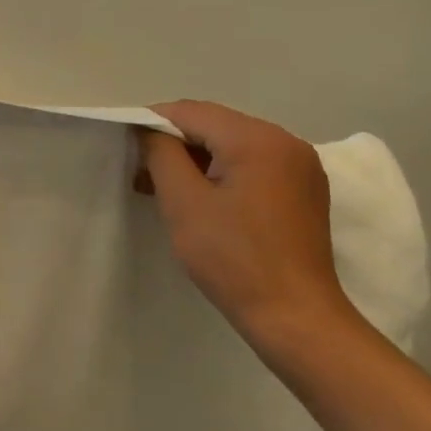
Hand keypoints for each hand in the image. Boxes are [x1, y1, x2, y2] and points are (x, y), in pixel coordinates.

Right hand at [138, 100, 351, 342]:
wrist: (296, 318)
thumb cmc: (233, 259)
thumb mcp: (183, 202)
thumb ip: (160, 154)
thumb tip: (147, 129)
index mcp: (257, 139)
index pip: (191, 112)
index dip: (152, 123)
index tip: (126, 146)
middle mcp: (285, 141)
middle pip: (214, 125)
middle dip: (174, 143)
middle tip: (141, 172)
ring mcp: (300, 165)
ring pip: (233, 144)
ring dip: (197, 159)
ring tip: (164, 188)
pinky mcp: (304, 189)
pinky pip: (253, 164)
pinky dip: (223, 172)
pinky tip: (202, 199)